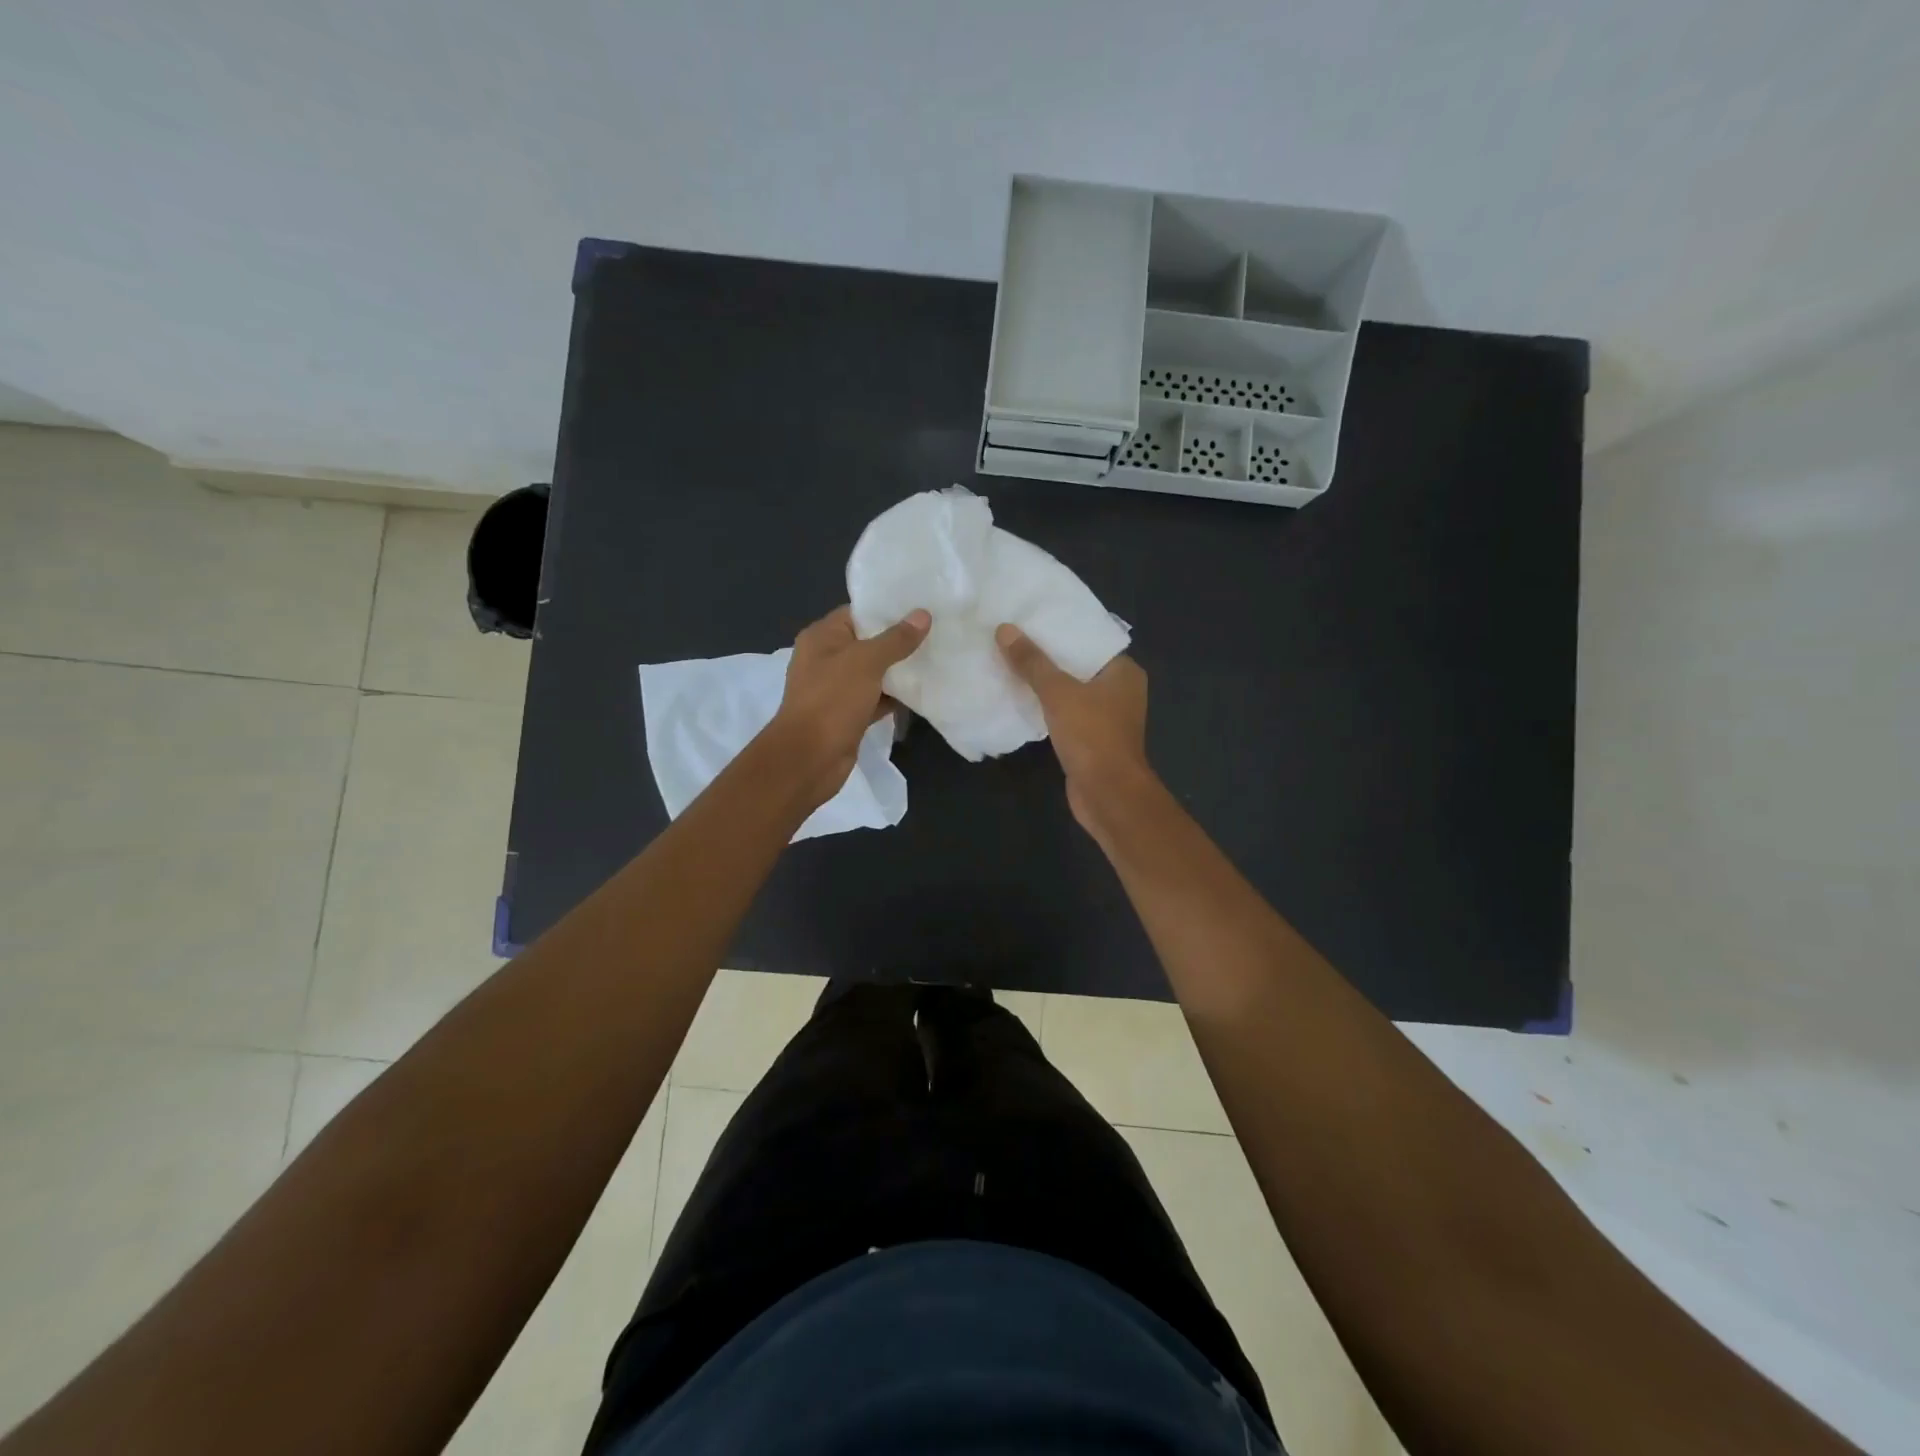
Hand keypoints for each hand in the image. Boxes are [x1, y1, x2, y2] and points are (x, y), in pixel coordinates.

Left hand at [767, 604, 929, 807]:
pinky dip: (894, 696)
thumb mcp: (866, 662)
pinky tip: (922, 691)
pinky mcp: (848, 714)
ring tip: (936, 657)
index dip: (887, 610)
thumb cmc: (832, 700)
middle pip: (868, 642)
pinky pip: (876, 698)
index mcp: (822, 637)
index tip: (921, 607)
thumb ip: (896, 639)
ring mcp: (836, 689)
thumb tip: (923, 615)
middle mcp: (826, 659)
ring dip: (899, 670)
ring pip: (874, 672)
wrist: (810, 758)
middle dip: (899, 640)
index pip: (857, 613)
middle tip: (936, 632)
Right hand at [995, 625, 1153, 832]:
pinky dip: (1045, 707)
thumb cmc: (1092, 735)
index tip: (1031, 618)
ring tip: (1009, 662)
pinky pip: (1064, 714)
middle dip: (1047, 656)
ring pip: (1070, 691)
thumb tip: (1004, 630)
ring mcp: (1106, 717)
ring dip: (1044, 683)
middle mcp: (1119, 690)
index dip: (1061, 629)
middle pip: (1078, 664)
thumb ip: (1032, 662)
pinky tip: (1018, 698)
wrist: (1107, 794)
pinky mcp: (1090, 739)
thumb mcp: (1058, 692)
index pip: (1091, 640)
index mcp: (1123, 671)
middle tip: (1012, 637)